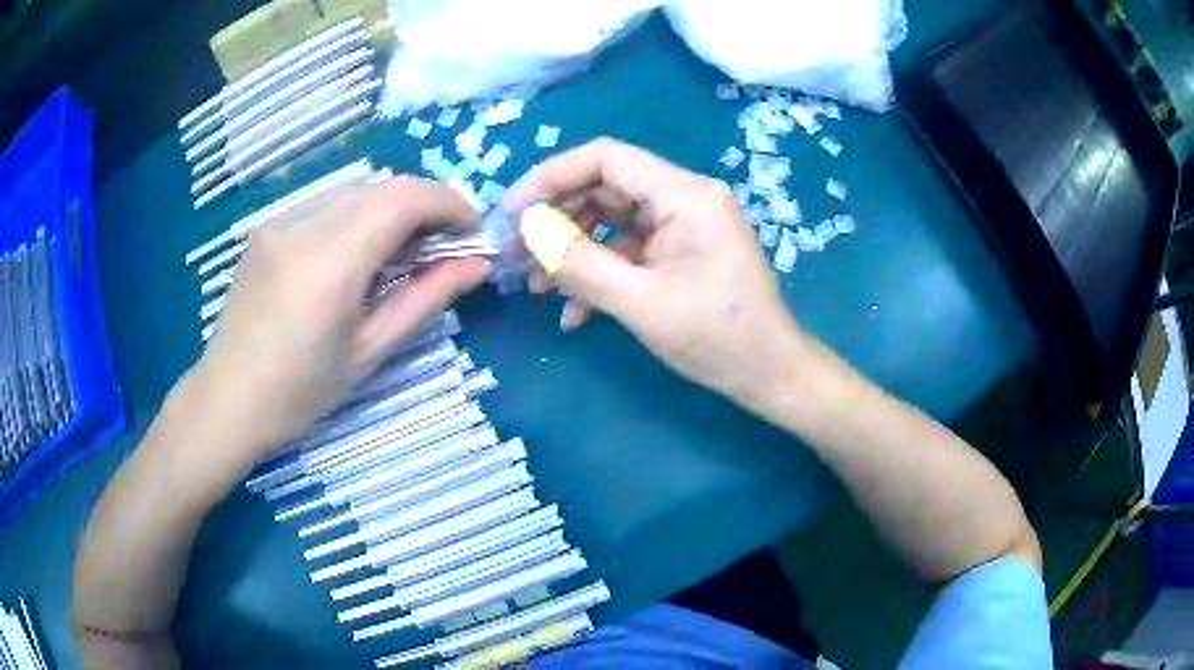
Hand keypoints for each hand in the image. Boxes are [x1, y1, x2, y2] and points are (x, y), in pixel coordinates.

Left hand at [190, 176, 489, 467]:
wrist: (229, 398)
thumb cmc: (301, 392)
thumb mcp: (370, 351)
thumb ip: (426, 298)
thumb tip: (478, 264)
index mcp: (330, 264)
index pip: (404, 198)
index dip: (449, 203)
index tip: (472, 230)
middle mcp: (303, 226)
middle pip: (383, 187)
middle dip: (425, 206)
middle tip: (443, 247)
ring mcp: (280, 221)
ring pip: (356, 192)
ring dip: (392, 211)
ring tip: (402, 255)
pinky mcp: (268, 227)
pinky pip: (327, 205)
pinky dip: (358, 218)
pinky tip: (357, 257)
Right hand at [504, 138, 807, 410]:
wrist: (768, 374)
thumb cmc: (716, 338)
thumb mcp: (640, 303)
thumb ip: (579, 263)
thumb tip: (529, 230)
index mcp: (685, 195)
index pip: (606, 158)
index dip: (552, 176)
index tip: (513, 210)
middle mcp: (686, 197)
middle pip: (605, 187)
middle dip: (557, 219)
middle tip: (517, 252)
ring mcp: (684, 224)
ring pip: (612, 220)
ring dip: (573, 250)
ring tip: (536, 285)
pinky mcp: (682, 250)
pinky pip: (630, 248)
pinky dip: (600, 271)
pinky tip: (575, 312)